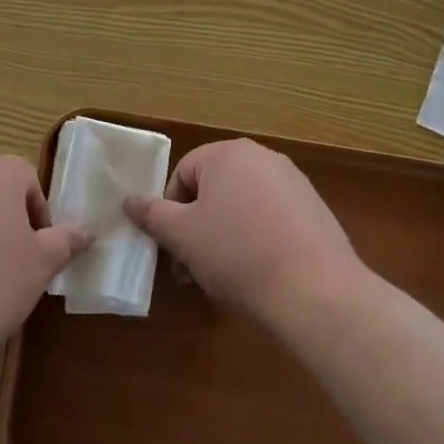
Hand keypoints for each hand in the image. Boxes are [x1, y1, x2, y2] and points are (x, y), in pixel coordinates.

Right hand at [125, 139, 365, 330]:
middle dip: (196, 225)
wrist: (316, 290)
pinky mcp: (314, 209)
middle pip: (213, 188)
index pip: (183, 173)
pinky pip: (271, 217)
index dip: (170, 211)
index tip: (173, 247)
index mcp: (228, 154)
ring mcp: (294, 182)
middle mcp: (263, 157)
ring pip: (241, 204)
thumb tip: (128, 199)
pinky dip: (256, 238)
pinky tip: (258, 272)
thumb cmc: (238, 254)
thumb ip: (152, 214)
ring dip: (223, 234)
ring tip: (222, 275)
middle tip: (190, 267)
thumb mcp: (183, 236)